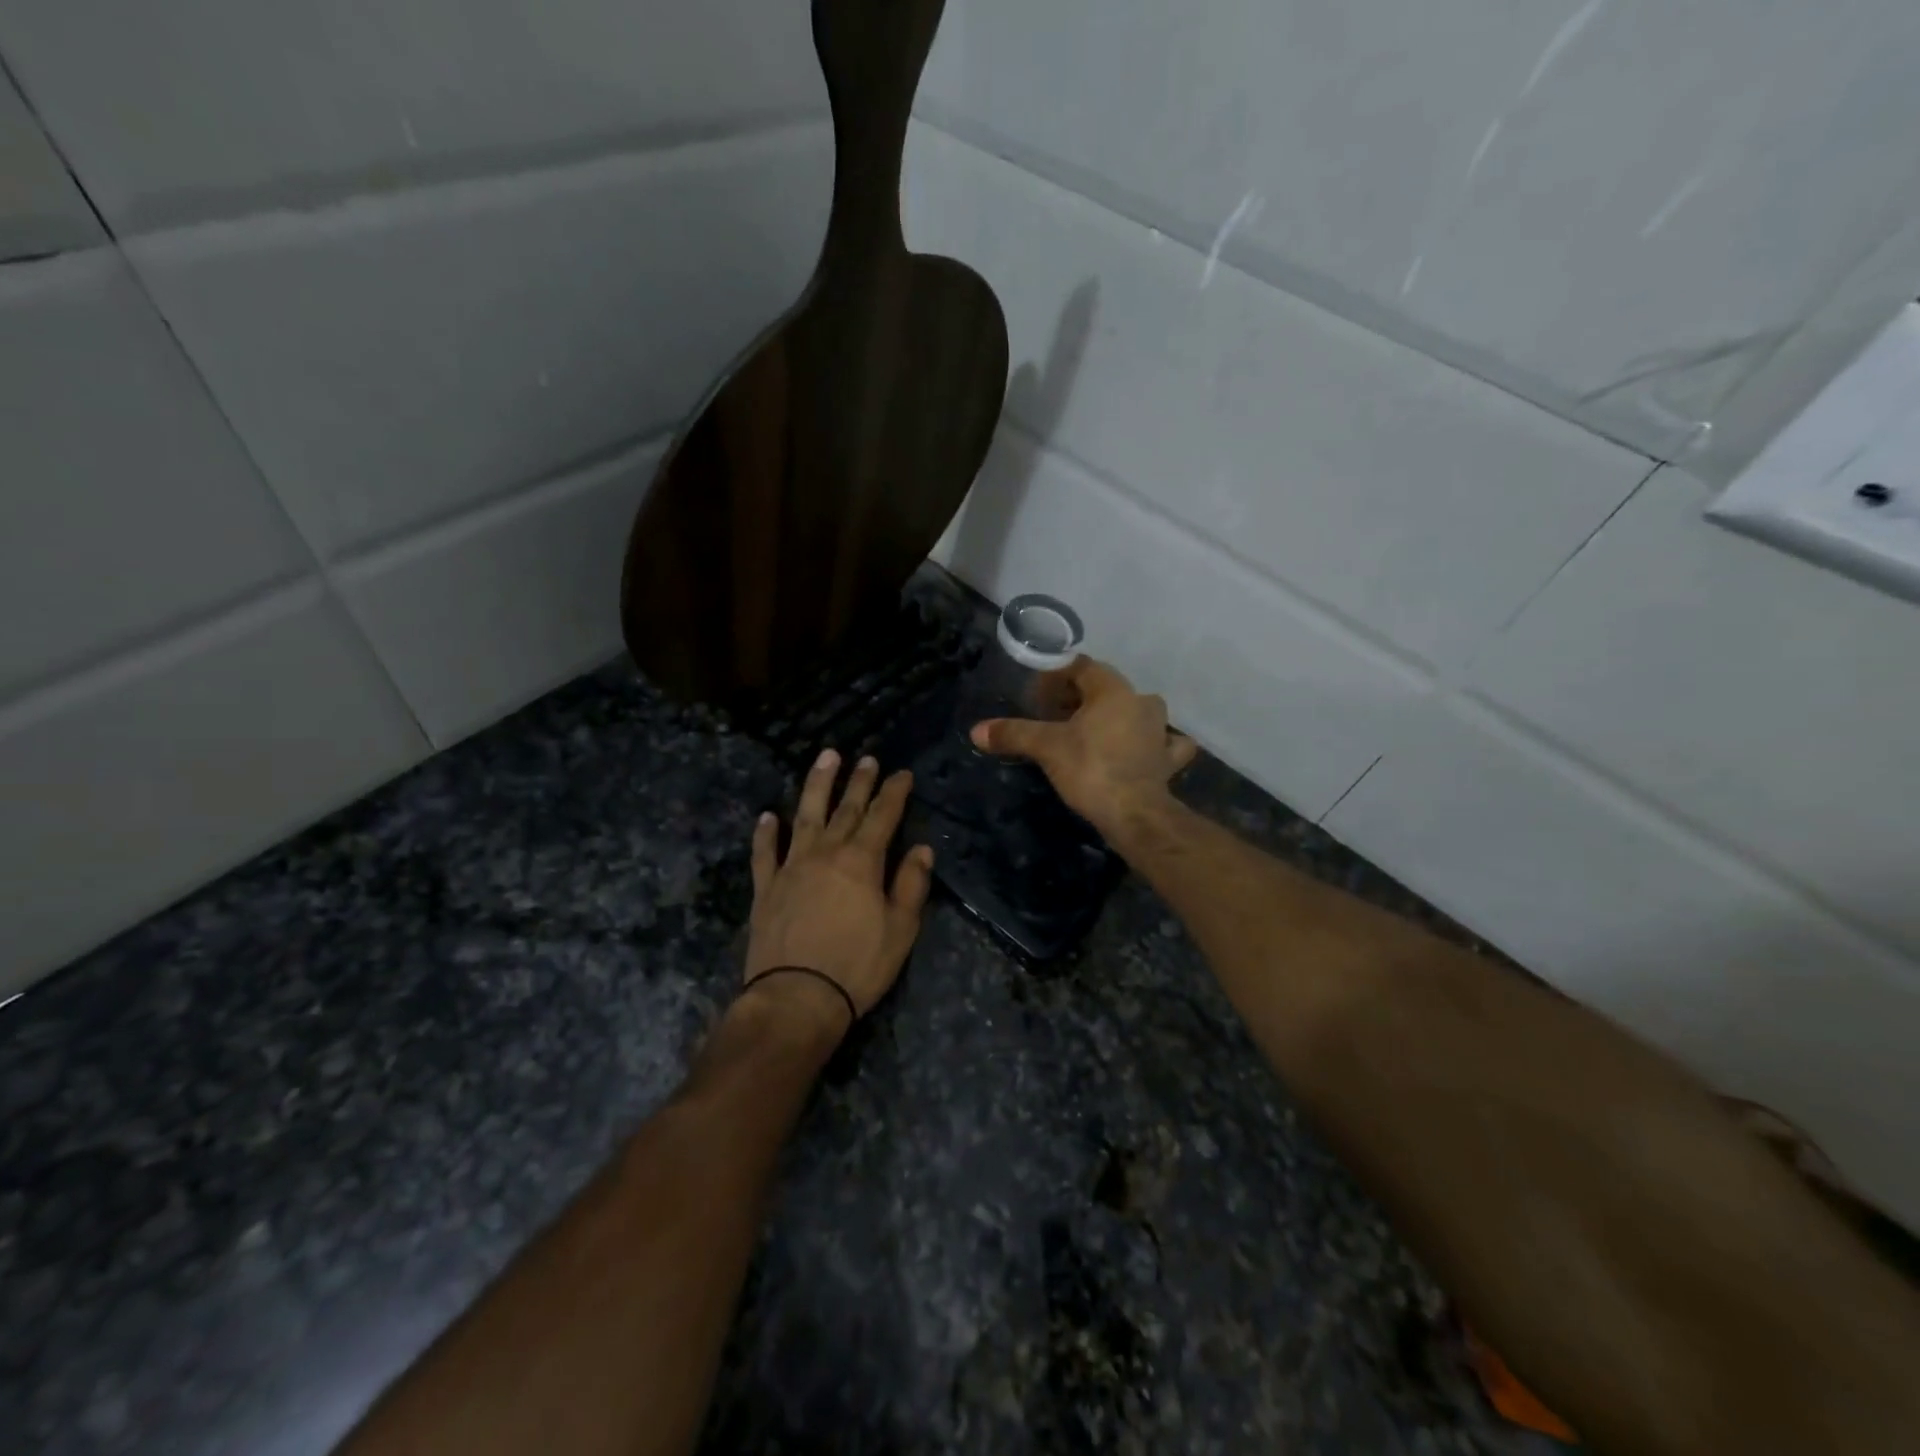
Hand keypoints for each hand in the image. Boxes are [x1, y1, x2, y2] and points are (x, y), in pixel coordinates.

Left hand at [745, 749, 934, 1028]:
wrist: (796, 998)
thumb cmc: (857, 966)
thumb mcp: (901, 930)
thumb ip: (911, 885)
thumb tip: (922, 849)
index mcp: (861, 861)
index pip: (883, 816)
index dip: (894, 792)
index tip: (902, 773)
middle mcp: (825, 853)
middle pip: (845, 808)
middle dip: (859, 781)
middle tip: (866, 758)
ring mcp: (791, 867)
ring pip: (805, 815)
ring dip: (816, 785)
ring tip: (824, 758)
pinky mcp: (766, 887)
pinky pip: (765, 852)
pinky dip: (766, 832)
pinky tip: (768, 816)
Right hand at [970, 656, 1197, 835]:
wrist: (1135, 813)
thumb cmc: (1090, 769)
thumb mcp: (1046, 748)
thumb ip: (1013, 734)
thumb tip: (976, 731)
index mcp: (1113, 690)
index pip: (1081, 668)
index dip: (1055, 677)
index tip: (1036, 696)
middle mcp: (1141, 702)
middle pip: (1106, 688)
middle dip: (1080, 698)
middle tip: (1054, 717)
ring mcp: (1160, 730)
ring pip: (1136, 711)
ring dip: (1115, 716)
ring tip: (1091, 732)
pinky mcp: (1167, 759)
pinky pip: (1163, 742)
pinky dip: (1151, 743)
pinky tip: (1143, 751)